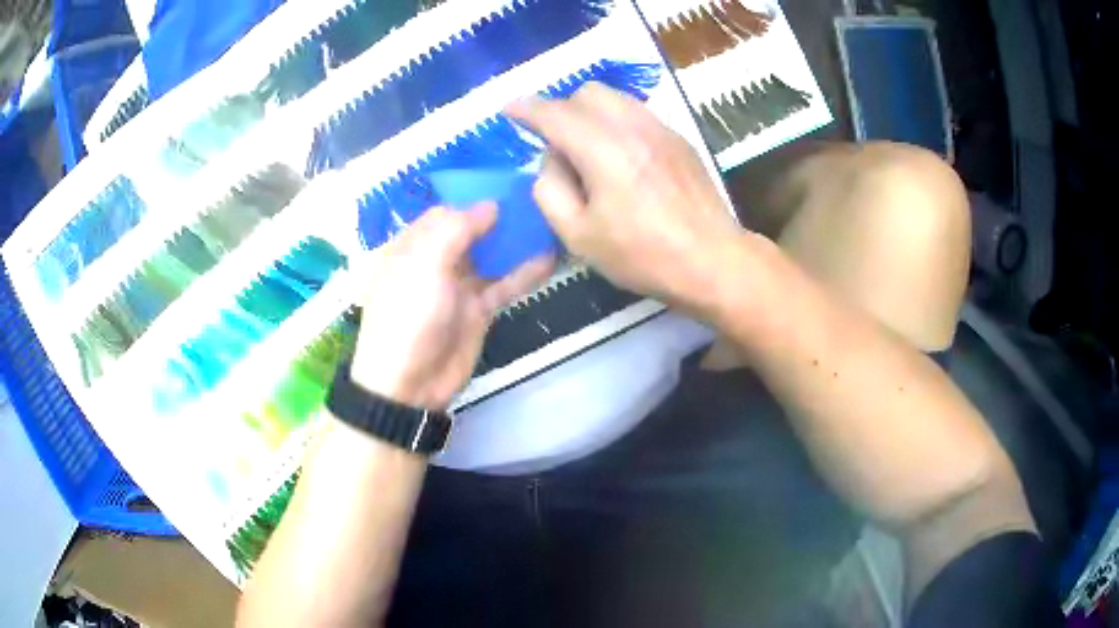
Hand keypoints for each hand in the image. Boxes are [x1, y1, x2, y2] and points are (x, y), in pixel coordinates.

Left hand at [349, 204, 553, 409]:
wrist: (410, 384)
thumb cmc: (408, 317)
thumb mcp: (424, 265)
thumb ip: (457, 231)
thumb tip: (490, 205)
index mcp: (410, 247)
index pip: (443, 214)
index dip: (472, 200)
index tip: (506, 186)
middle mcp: (433, 262)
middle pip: (470, 232)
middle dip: (499, 218)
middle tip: (535, 200)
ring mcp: (458, 287)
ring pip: (490, 256)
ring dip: (515, 242)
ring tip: (549, 221)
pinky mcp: (478, 310)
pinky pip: (504, 285)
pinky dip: (524, 273)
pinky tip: (550, 257)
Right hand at [506, 83, 742, 310]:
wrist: (712, 261)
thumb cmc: (643, 255)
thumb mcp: (579, 236)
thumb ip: (550, 190)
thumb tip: (551, 160)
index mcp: (604, 150)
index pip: (554, 113)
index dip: (526, 108)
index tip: (508, 109)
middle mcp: (633, 127)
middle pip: (587, 92)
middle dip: (562, 109)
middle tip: (556, 144)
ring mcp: (662, 129)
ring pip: (616, 98)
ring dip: (591, 113)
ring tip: (589, 150)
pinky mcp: (679, 140)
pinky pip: (638, 114)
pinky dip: (618, 122)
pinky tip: (622, 157)